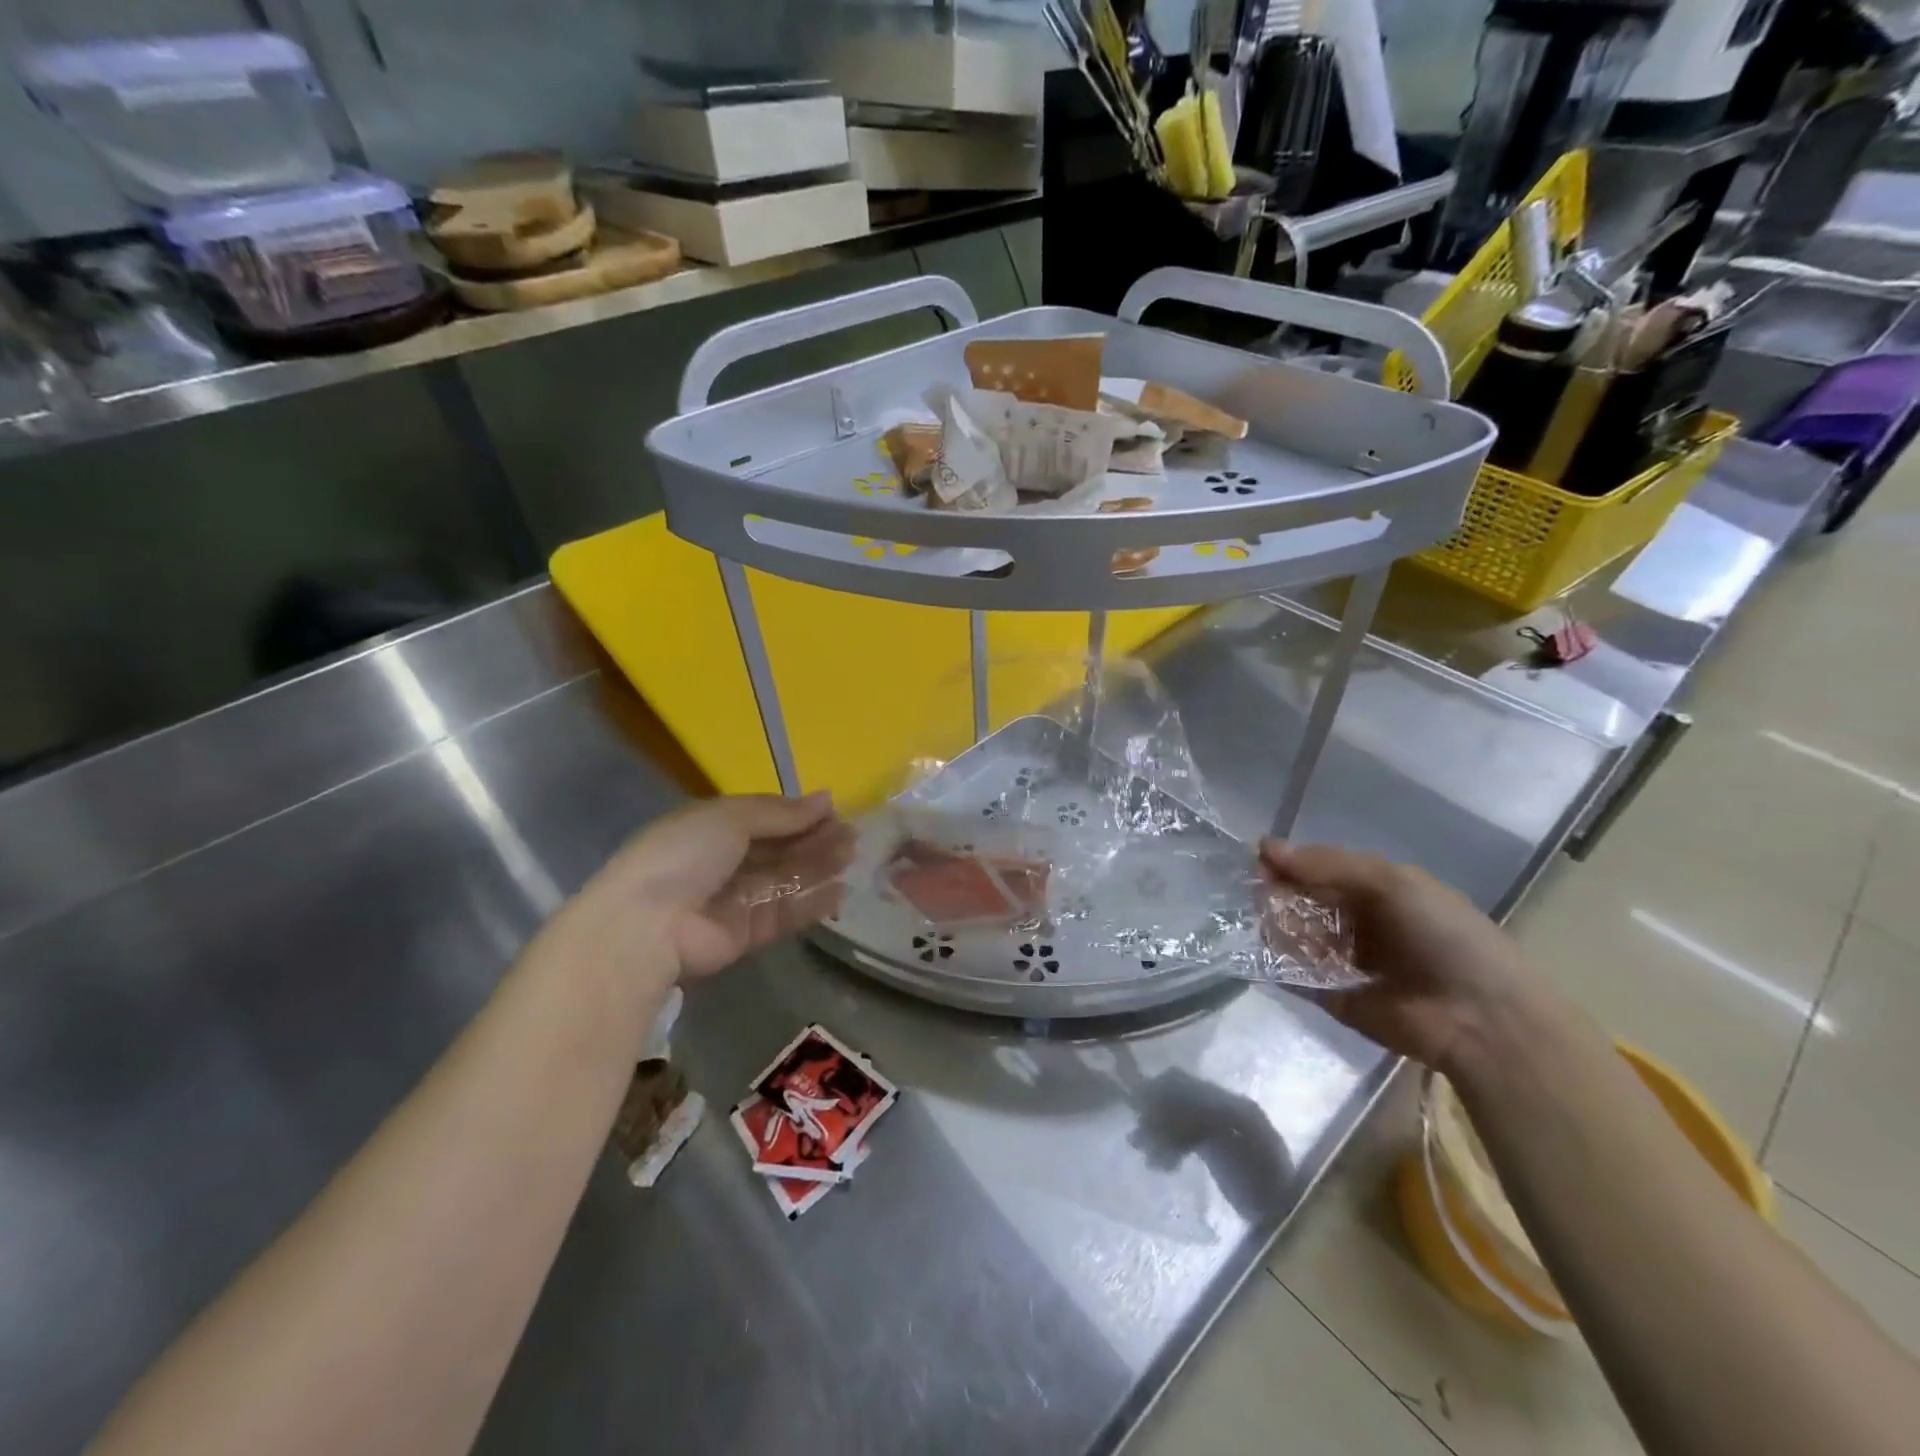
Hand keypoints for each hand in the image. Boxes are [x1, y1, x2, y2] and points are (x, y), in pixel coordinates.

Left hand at [558, 793, 855, 980]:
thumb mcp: (730, 817)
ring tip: (852, 856)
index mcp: (714, 826)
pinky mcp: (747, 933)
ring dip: (819, 867)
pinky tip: (840, 891)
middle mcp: (726, 860)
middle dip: (815, 840)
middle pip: (780, 848)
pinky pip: (785, 912)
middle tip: (852, 835)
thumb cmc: (684, 854)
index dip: (799, 814)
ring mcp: (736, 898)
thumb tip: (826, 799)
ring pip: (787, 879)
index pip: (766, 817)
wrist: (647, 924)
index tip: (835, 811)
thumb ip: (780, 813)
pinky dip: (812, 902)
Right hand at [1259, 839, 1542, 1073]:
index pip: (1323, 869)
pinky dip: (1278, 965)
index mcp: (1380, 891)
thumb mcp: (1390, 883)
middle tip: (1261, 896)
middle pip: (1305, 902)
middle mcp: (1361, 924)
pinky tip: (1267, 954)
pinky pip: (1297, 977)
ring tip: (1269, 927)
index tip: (1259, 859)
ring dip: (1279, 928)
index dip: (1292, 862)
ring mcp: (1346, 962)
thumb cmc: (1442, 936)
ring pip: (1297, 937)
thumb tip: (1264, 847)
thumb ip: (1327, 864)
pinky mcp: (1335, 998)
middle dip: (1280, 895)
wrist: (1480, 1019)